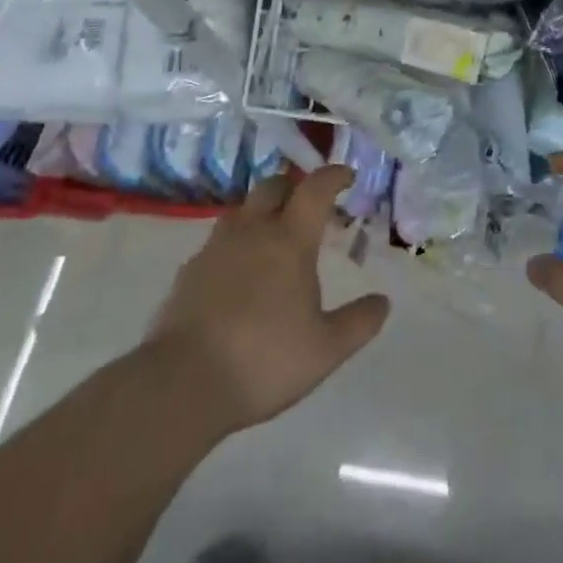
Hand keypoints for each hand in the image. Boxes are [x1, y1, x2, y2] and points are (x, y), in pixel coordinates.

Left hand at [144, 165, 389, 435]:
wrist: (180, 386)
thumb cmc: (263, 359)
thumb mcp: (326, 349)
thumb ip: (359, 322)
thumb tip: (383, 302)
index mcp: (289, 241)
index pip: (315, 189)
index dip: (334, 176)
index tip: (347, 176)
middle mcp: (252, 233)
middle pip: (272, 186)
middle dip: (294, 186)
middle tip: (308, 205)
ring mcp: (214, 250)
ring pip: (241, 211)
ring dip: (261, 212)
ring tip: (273, 236)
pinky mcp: (187, 274)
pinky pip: (217, 243)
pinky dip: (235, 245)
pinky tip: (238, 274)